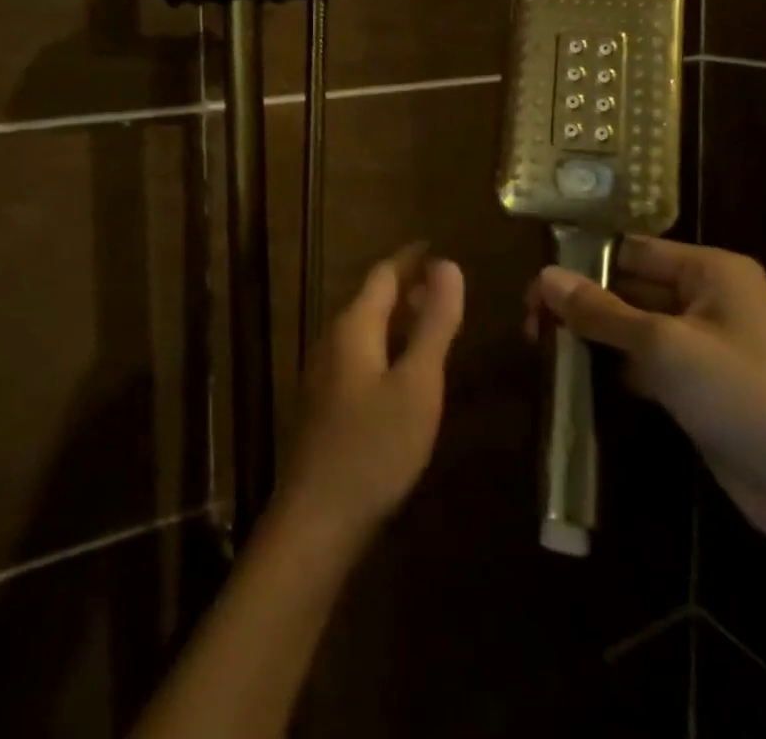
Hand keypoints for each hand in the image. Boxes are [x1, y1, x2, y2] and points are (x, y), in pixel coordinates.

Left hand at [275, 248, 465, 545]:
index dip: (411, 259)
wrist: (317, 519)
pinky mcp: (325, 402)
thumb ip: (434, 324)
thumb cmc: (374, 446)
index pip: (384, 274)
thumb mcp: (417, 384)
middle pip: (371, 299)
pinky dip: (387, 346)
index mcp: (354, 326)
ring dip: (397, 318)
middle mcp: (333, 339)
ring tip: (431, 321)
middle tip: (444, 285)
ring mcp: (324, 372)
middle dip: (406, 287)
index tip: (437, 247)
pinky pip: (360, 355)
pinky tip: (404, 370)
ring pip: (365, 329)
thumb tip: (448, 265)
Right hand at [526, 238, 765, 547]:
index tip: (536, 284)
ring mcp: (705, 343)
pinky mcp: (700, 384)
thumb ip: (601, 310)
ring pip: (633, 324)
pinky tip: (576, 373)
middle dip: (582, 301)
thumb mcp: (663, 346)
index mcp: (710, 270)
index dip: (583, 262)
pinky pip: (646, 360)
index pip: (631, 250)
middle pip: (629, 286)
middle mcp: (708, 297)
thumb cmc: (743, 395)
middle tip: (531, 320)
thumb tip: (544, 276)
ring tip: (542, 343)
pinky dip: (614, 363)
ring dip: (592, 332)